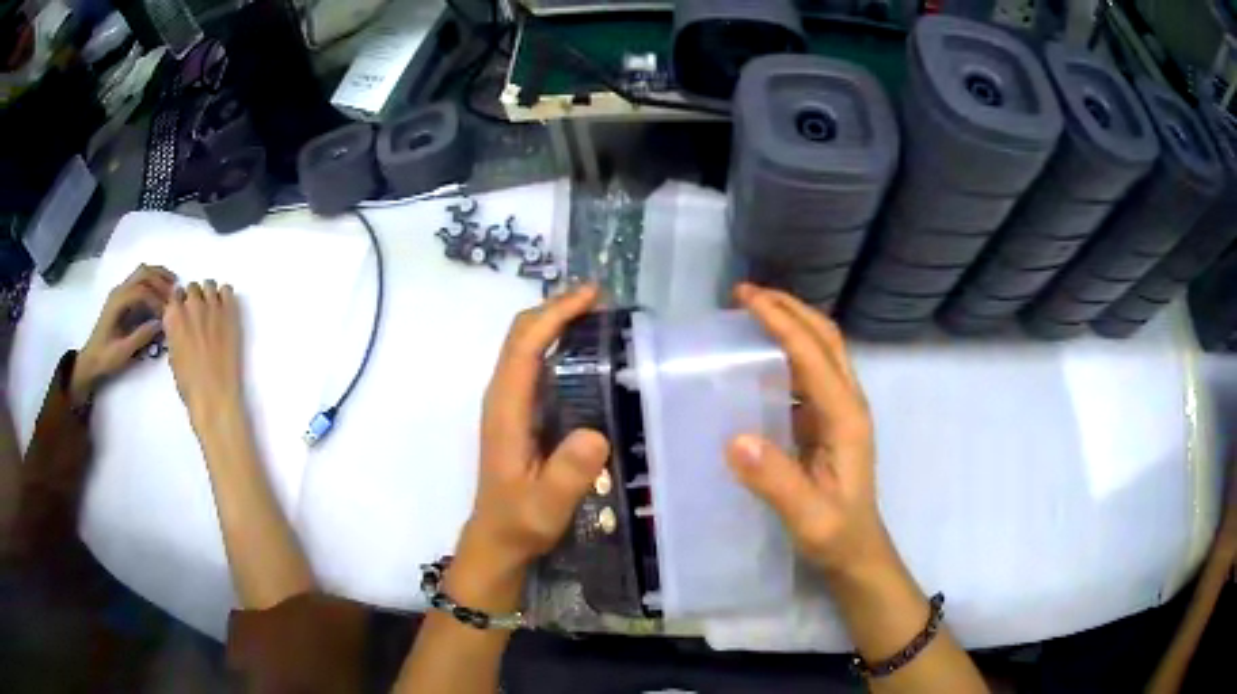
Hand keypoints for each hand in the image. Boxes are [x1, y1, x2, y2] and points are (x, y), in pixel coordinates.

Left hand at [73, 264, 176, 404]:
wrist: (91, 360)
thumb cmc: (105, 358)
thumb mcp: (123, 352)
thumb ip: (141, 337)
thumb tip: (160, 324)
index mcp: (118, 302)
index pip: (141, 291)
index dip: (157, 300)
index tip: (168, 314)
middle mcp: (119, 290)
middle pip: (144, 273)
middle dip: (161, 281)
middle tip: (175, 294)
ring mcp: (121, 291)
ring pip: (142, 272)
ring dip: (158, 276)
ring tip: (172, 288)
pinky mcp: (123, 296)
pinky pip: (140, 280)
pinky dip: (153, 281)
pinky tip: (161, 292)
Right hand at [163, 281, 243, 437]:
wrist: (214, 395)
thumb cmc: (190, 384)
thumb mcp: (173, 356)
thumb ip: (175, 334)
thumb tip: (181, 327)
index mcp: (172, 317)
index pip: (174, 296)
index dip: (179, 304)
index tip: (183, 312)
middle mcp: (190, 305)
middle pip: (192, 289)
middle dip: (194, 299)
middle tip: (198, 314)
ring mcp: (211, 305)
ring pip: (209, 285)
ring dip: (208, 295)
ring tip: (212, 311)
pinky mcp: (230, 311)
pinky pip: (227, 290)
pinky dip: (224, 296)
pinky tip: (224, 309)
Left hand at [460, 285, 610, 581]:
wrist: (497, 538)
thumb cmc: (520, 521)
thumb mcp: (546, 506)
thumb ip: (567, 475)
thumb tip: (595, 434)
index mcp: (506, 409)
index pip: (524, 347)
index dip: (554, 315)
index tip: (590, 297)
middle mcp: (502, 397)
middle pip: (520, 335)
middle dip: (555, 308)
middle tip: (600, 299)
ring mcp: (509, 403)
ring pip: (525, 345)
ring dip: (555, 322)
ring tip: (598, 315)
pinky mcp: (519, 412)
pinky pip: (534, 363)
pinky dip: (556, 343)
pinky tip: (585, 350)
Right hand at [727, 283, 893, 579]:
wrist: (857, 553)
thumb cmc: (836, 535)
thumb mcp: (809, 516)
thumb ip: (776, 481)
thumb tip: (734, 439)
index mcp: (846, 417)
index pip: (813, 354)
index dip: (781, 321)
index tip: (746, 298)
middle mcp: (848, 404)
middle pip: (826, 338)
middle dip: (789, 308)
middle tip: (745, 295)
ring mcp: (840, 412)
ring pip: (821, 350)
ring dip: (790, 324)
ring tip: (750, 315)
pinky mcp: (828, 423)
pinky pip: (810, 373)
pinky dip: (787, 352)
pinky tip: (759, 360)